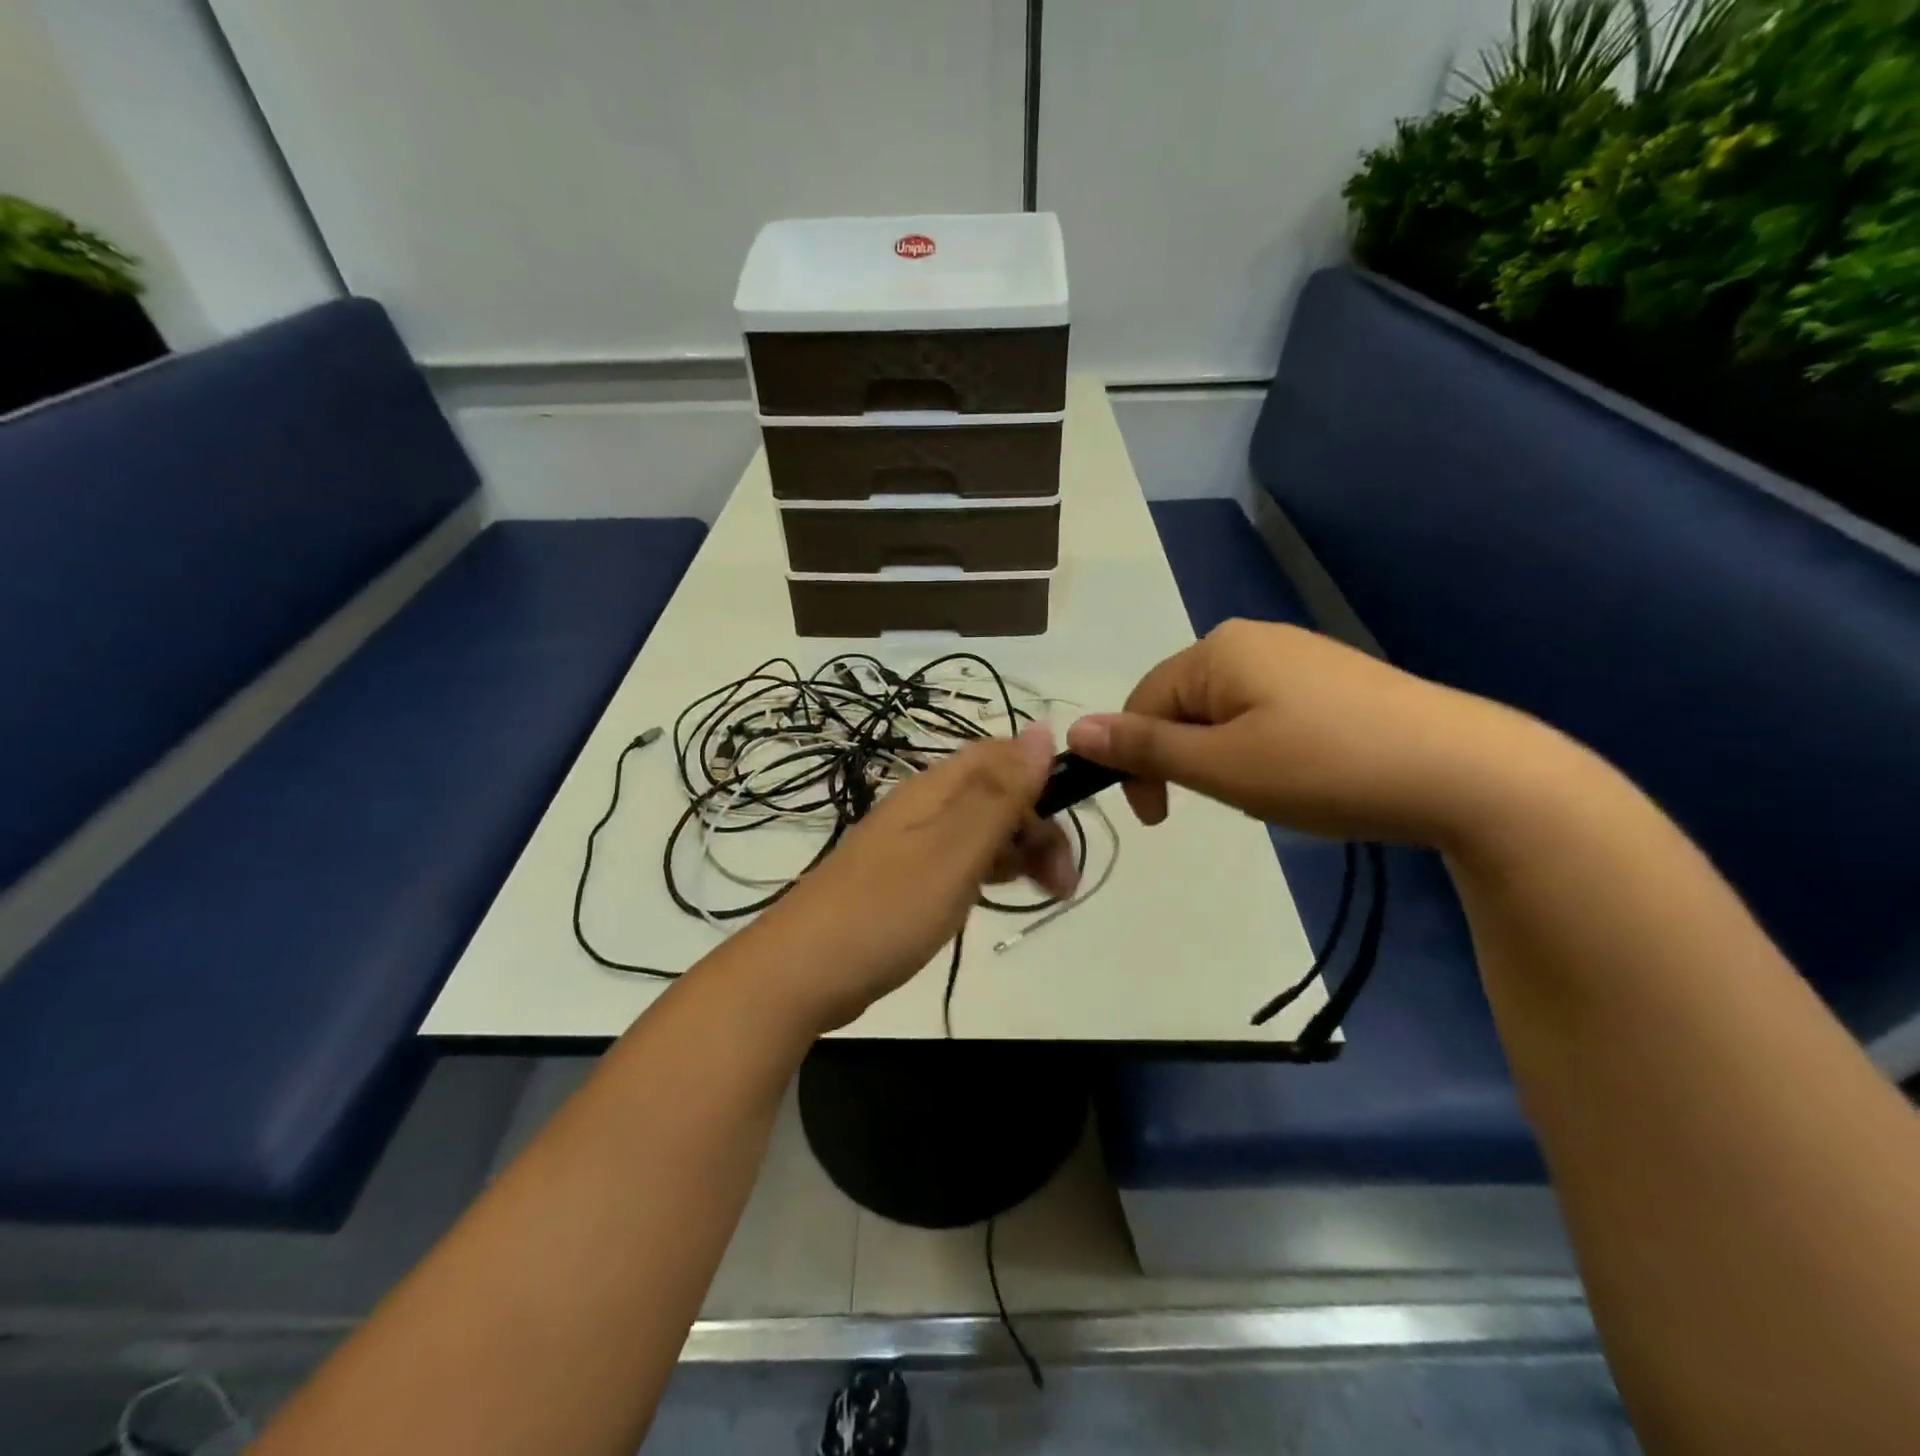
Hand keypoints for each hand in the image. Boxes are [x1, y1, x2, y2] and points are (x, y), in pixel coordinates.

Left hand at [749, 725, 1076, 1032]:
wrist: (800, 974)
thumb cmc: (886, 911)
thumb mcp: (953, 850)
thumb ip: (999, 793)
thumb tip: (1042, 729)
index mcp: (935, 788)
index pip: (1003, 756)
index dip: (1043, 781)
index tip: (1070, 829)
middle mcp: (924, 806)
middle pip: (996, 793)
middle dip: (1037, 828)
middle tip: (1062, 886)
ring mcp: (911, 844)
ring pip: (980, 829)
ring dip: (1018, 853)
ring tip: (1042, 896)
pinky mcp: (904, 879)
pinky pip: (959, 861)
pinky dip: (988, 873)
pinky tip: (996, 899)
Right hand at [1065, 619, 1556, 847]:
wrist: (1467, 772)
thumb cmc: (1325, 767)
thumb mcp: (1222, 766)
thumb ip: (1144, 748)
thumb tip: (1073, 730)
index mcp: (1217, 649)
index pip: (1142, 703)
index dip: (1135, 762)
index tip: (1158, 818)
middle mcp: (1253, 639)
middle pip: (1182, 704)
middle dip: (1186, 759)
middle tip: (1225, 804)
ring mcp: (1298, 655)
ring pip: (1224, 712)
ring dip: (1223, 758)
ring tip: (1269, 793)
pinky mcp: (1333, 679)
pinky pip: (1266, 712)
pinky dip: (1262, 749)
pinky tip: (1302, 775)